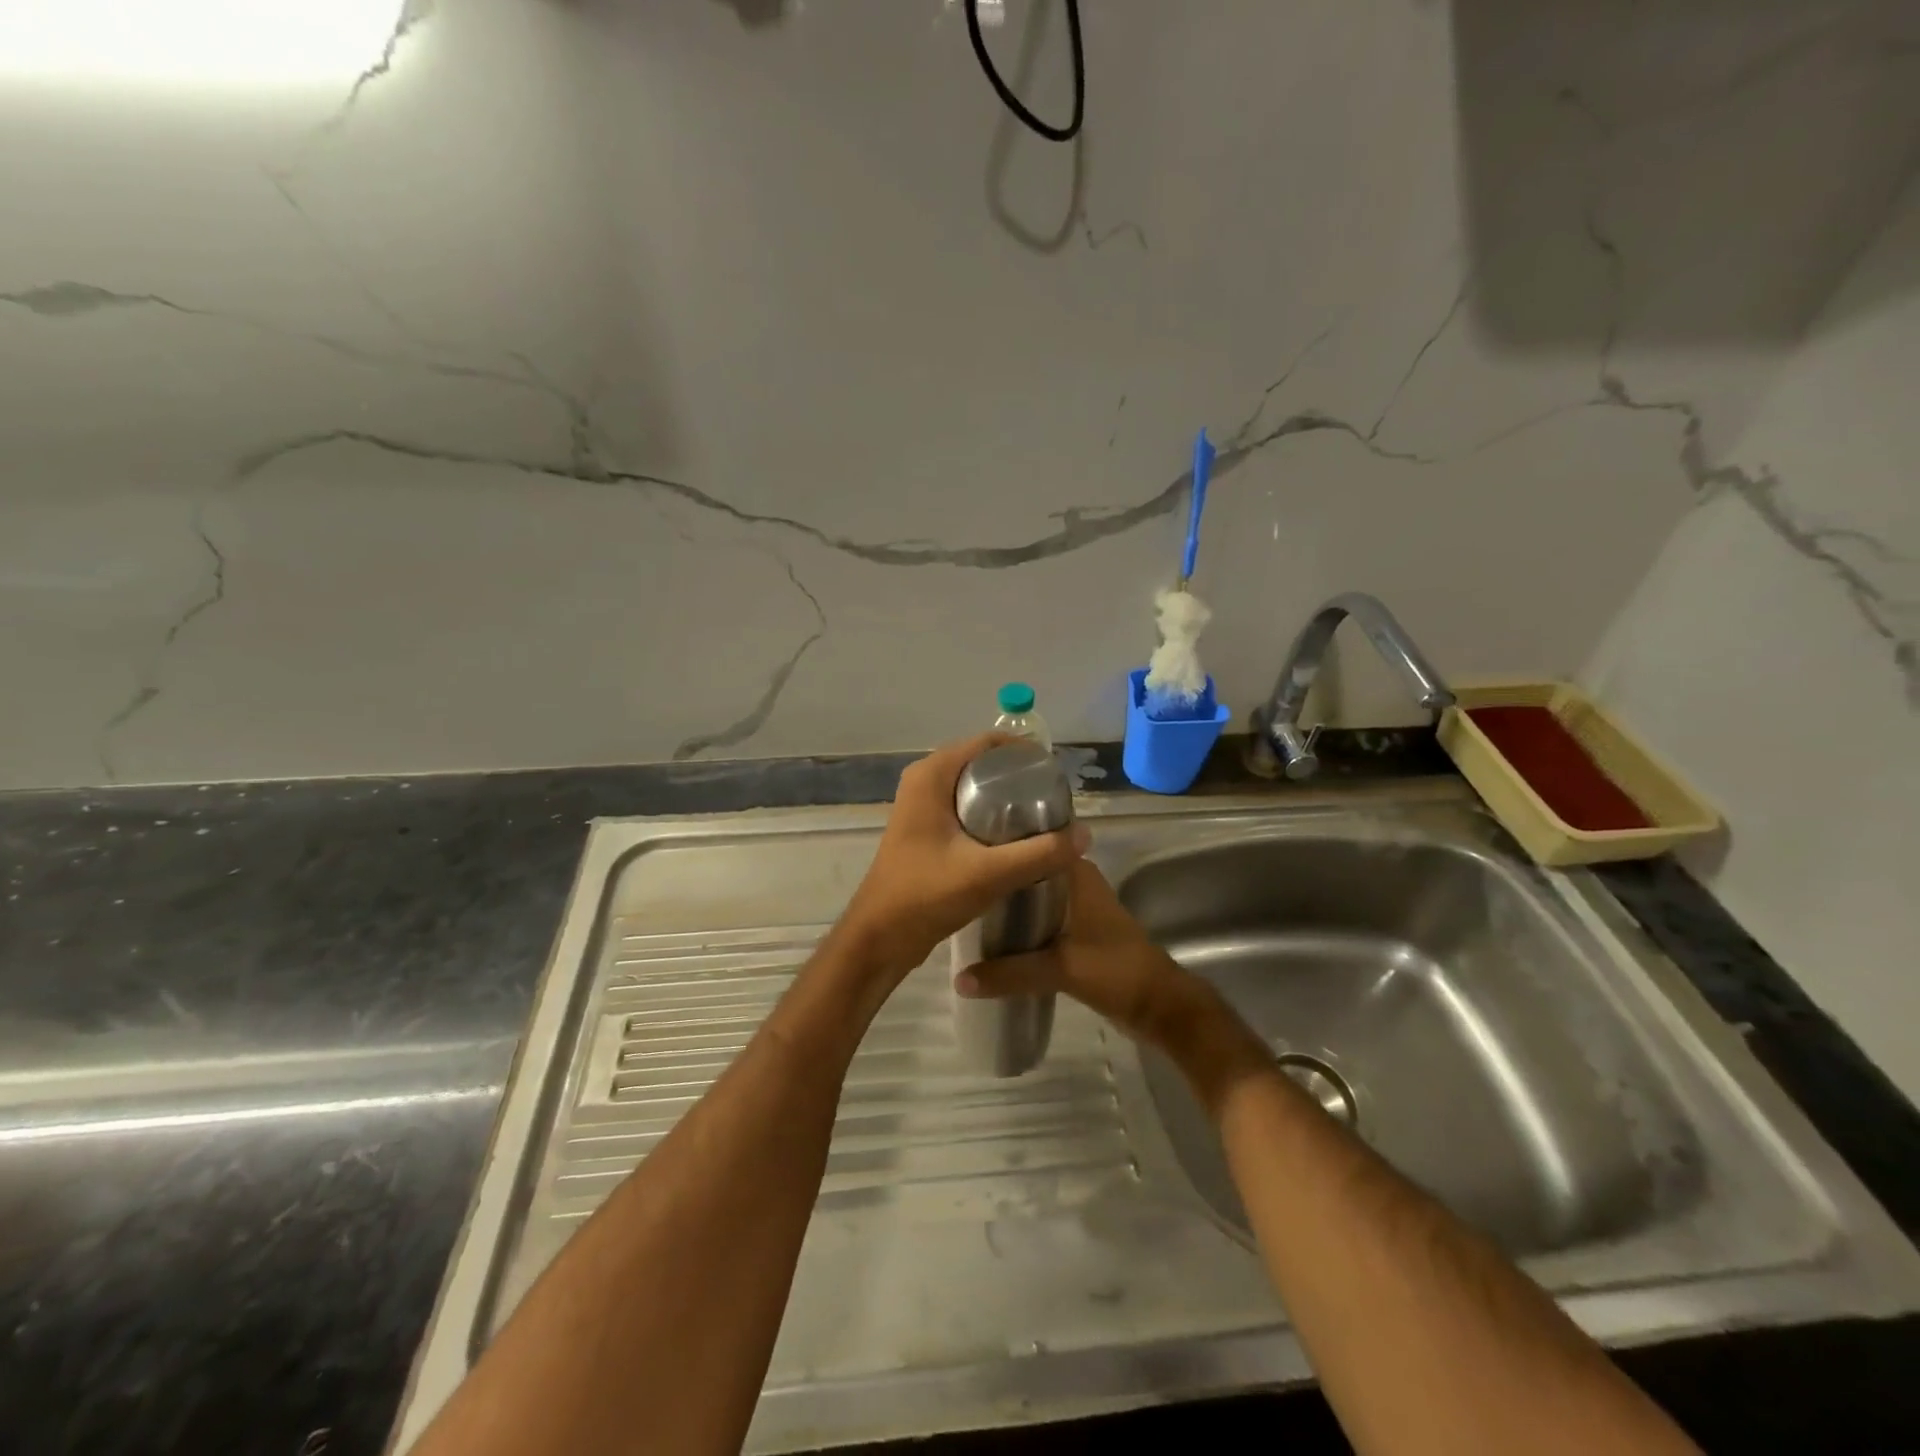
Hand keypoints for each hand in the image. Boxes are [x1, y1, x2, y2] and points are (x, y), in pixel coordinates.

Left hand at [838, 734, 1089, 982]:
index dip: (1025, 753)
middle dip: (1020, 778)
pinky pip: (967, 810)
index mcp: (931, 775)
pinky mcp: (927, 830)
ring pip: (975, 789)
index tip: (1057, 777)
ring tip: (1045, 821)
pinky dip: (992, 818)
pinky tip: (1018, 841)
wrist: (879, 938)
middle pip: (984, 764)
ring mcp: (922, 806)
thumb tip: (1085, 834)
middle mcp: (924, 781)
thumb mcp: (988, 873)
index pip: (987, 742)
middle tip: (1056, 803)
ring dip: (1008, 800)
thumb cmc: (925, 896)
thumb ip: (1039, 854)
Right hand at [957, 861, 1269, 1094]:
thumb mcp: (1060, 969)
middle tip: (956, 881)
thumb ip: (1009, 973)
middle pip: (1028, 872)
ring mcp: (1078, 909)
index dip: (1001, 845)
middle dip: (998, 878)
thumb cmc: (1116, 970)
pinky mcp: (1077, 934)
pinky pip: (1040, 921)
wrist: (1159, 1007)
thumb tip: (959, 979)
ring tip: (965, 906)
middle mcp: (1077, 884)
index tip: (964, 848)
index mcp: (1078, 874)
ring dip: (1008, 905)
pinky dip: (1020, 927)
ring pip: (1033, 898)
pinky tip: (992, 937)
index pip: (1034, 844)